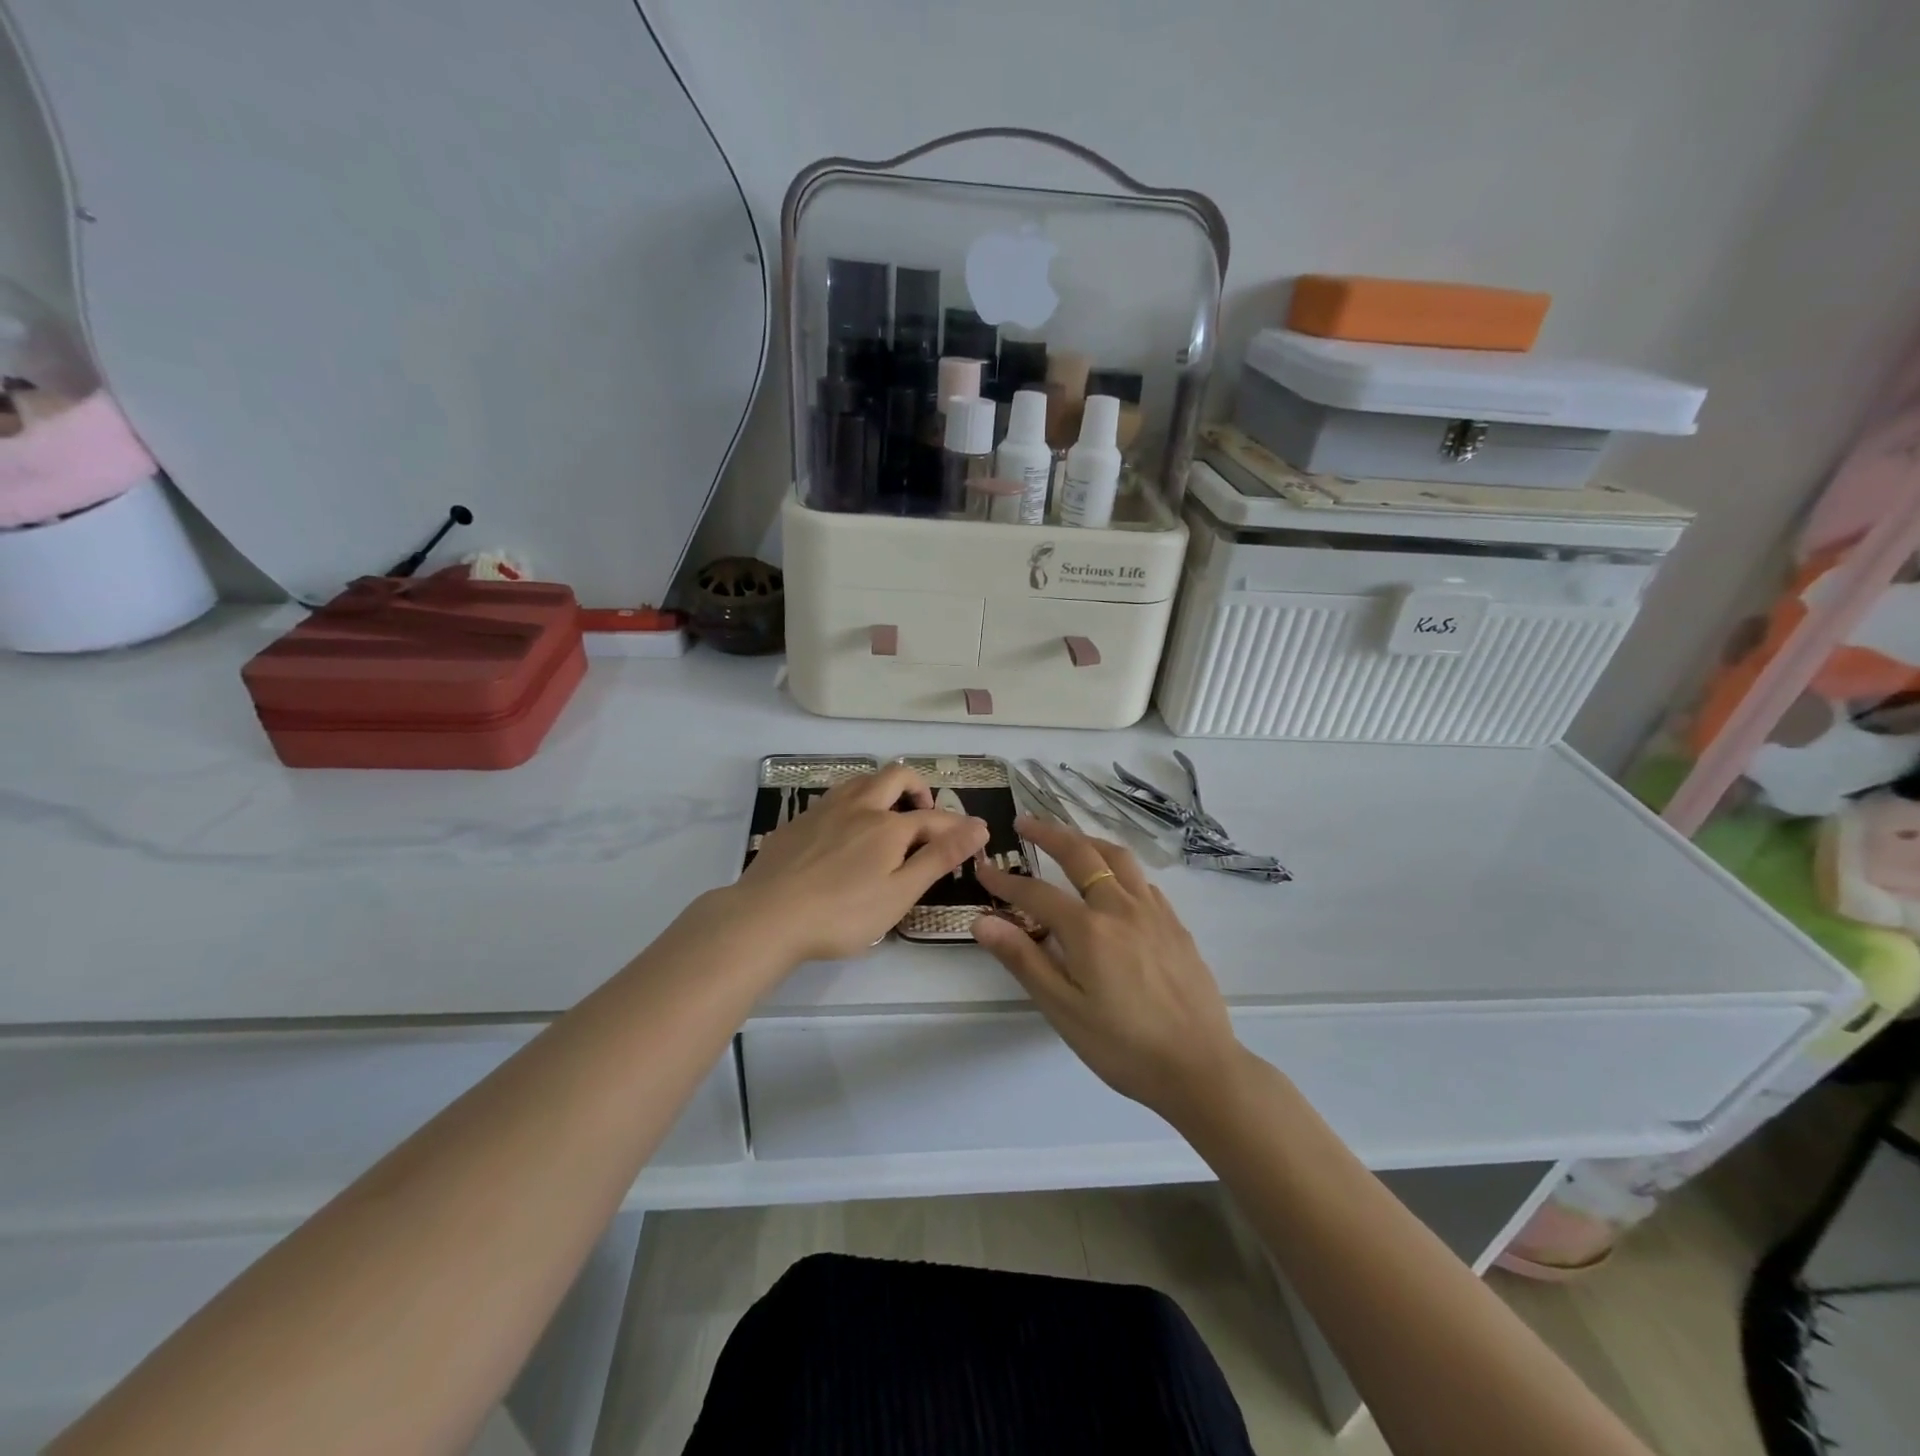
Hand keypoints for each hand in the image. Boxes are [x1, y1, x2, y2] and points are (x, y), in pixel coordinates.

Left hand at [733, 765, 988, 964]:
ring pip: (861, 780)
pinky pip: (833, 798)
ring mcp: (824, 810)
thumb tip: (978, 826)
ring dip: (882, 789)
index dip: (958, 826)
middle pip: (895, 776)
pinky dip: (851, 804)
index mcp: (888, 826)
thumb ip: (939, 858)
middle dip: (918, 788)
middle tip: (924, 813)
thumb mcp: (899, 893)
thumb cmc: (842, 914)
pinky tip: (843, 832)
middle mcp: (858, 806)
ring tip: (887, 816)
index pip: (933, 817)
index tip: (975, 835)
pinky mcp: (797, 822)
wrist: (766, 917)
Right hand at [973, 816, 1244, 1122]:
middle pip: (1082, 855)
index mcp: (1089, 930)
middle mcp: (1121, 908)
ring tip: (1070, 839)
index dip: (1006, 881)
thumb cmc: (1123, 1046)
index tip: (984, 870)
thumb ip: (1024, 960)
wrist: (1199, 1067)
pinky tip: (1116, 882)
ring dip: (1088, 841)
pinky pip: (1143, 881)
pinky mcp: (1176, 925)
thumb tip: (983, 922)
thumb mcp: (1063, 1010)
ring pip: (1119, 858)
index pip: (1036, 893)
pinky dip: (1120, 867)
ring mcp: (1154, 913)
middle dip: (1049, 833)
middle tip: (1026, 822)